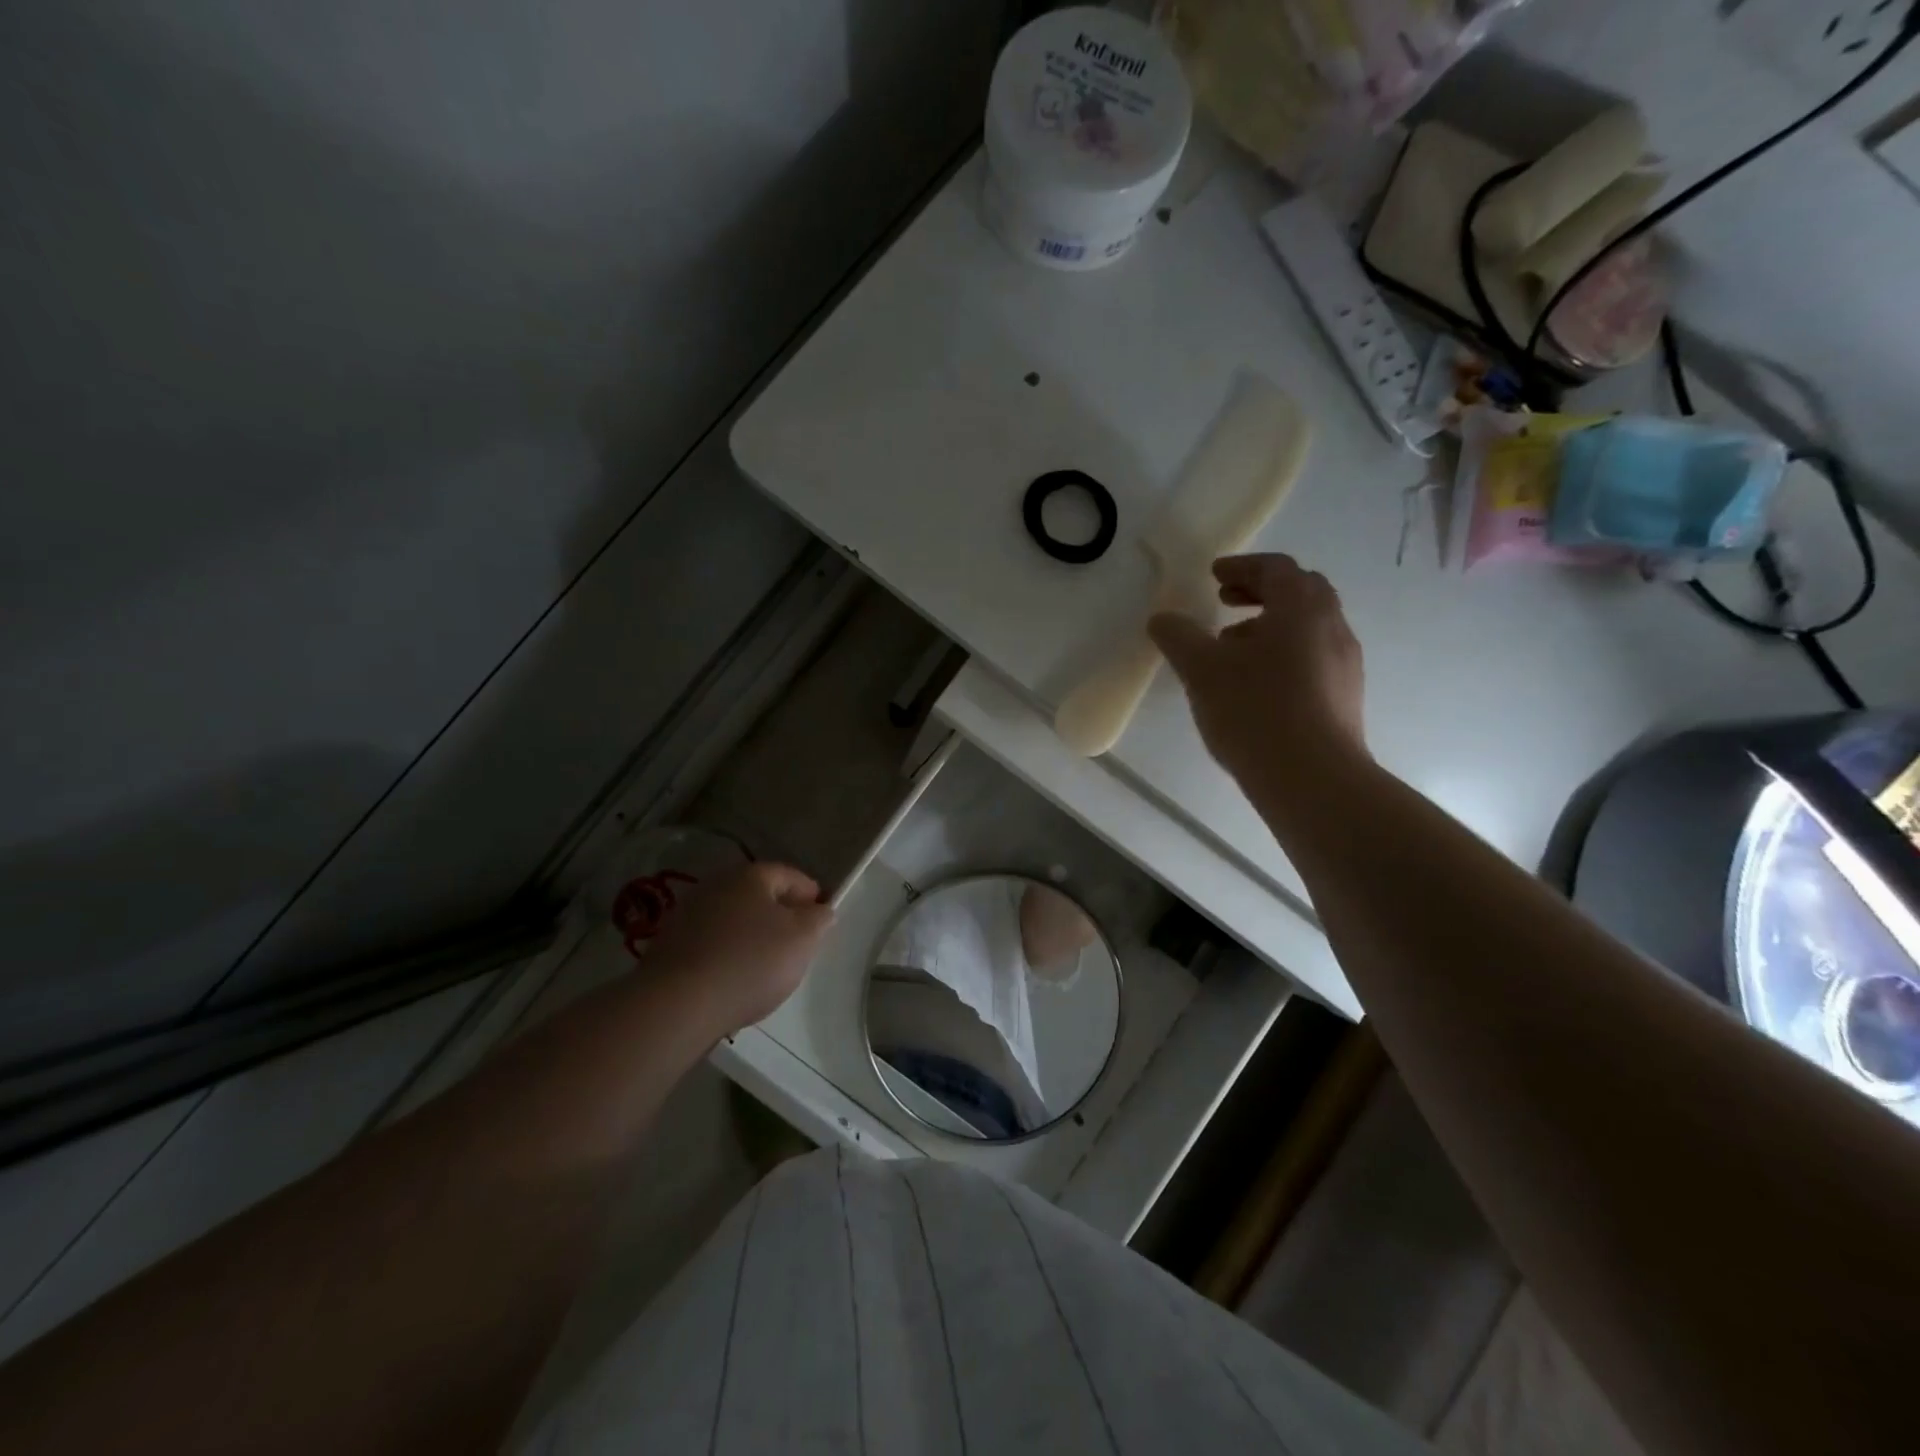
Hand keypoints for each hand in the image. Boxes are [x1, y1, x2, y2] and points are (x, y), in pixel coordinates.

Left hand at [646, 863, 835, 1034]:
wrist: (678, 1004)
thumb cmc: (750, 962)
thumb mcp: (803, 938)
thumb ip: (819, 919)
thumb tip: (820, 910)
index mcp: (750, 875)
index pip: (791, 876)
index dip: (812, 897)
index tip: (822, 923)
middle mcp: (716, 885)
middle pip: (760, 897)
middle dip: (781, 918)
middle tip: (797, 948)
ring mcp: (688, 914)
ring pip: (735, 921)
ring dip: (752, 938)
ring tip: (765, 971)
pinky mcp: (670, 946)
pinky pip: (712, 945)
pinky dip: (727, 957)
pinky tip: (733, 982)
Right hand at [1148, 554, 1367, 796]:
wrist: (1313, 780)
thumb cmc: (1255, 711)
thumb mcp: (1202, 670)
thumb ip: (1178, 637)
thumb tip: (1162, 619)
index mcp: (1302, 608)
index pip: (1276, 568)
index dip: (1242, 566)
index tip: (1215, 575)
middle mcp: (1332, 627)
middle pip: (1300, 592)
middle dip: (1261, 591)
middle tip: (1226, 601)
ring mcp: (1345, 664)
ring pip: (1308, 628)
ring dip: (1271, 626)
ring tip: (1233, 649)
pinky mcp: (1345, 698)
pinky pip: (1313, 659)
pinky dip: (1284, 655)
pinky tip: (1255, 686)